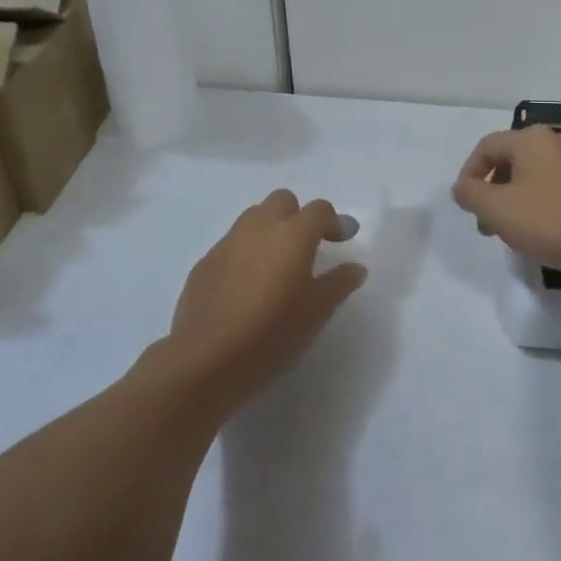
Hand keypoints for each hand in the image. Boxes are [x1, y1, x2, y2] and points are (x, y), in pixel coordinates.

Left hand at [168, 191, 366, 408]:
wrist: (207, 359)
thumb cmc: (273, 332)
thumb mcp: (318, 311)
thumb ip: (339, 283)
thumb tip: (355, 268)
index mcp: (293, 234)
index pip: (319, 209)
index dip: (333, 222)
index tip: (339, 243)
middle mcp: (259, 227)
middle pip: (282, 200)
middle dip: (297, 216)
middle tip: (305, 249)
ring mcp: (227, 243)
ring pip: (253, 218)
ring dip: (268, 230)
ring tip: (274, 266)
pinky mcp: (205, 263)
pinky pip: (231, 244)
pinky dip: (244, 253)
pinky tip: (245, 287)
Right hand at [451, 126, 560, 285]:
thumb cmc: (550, 221)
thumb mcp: (498, 210)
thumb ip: (471, 194)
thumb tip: (462, 186)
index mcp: (533, 138)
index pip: (487, 146)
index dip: (469, 173)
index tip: (465, 204)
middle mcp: (559, 140)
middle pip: (512, 159)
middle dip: (493, 190)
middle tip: (487, 223)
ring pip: (536, 174)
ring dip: (516, 198)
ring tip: (513, 230)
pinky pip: (558, 185)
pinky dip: (541, 202)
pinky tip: (543, 230)